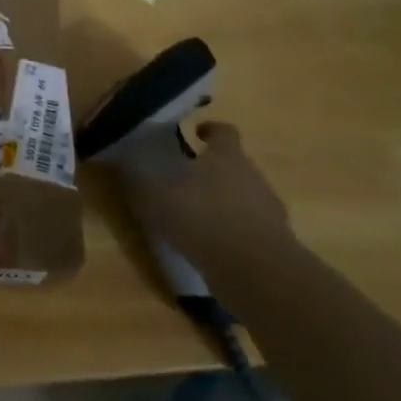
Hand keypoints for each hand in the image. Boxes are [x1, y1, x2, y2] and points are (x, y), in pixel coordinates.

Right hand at [117, 120, 292, 270]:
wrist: (255, 269)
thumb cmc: (202, 217)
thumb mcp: (157, 195)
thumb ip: (141, 178)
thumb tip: (126, 161)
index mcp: (227, 155)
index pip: (224, 131)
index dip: (210, 130)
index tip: (195, 134)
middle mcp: (252, 175)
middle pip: (233, 164)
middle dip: (211, 170)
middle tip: (183, 181)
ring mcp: (268, 209)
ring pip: (242, 196)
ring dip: (221, 202)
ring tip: (195, 218)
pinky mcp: (273, 241)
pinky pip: (247, 227)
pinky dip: (230, 232)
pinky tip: (210, 245)